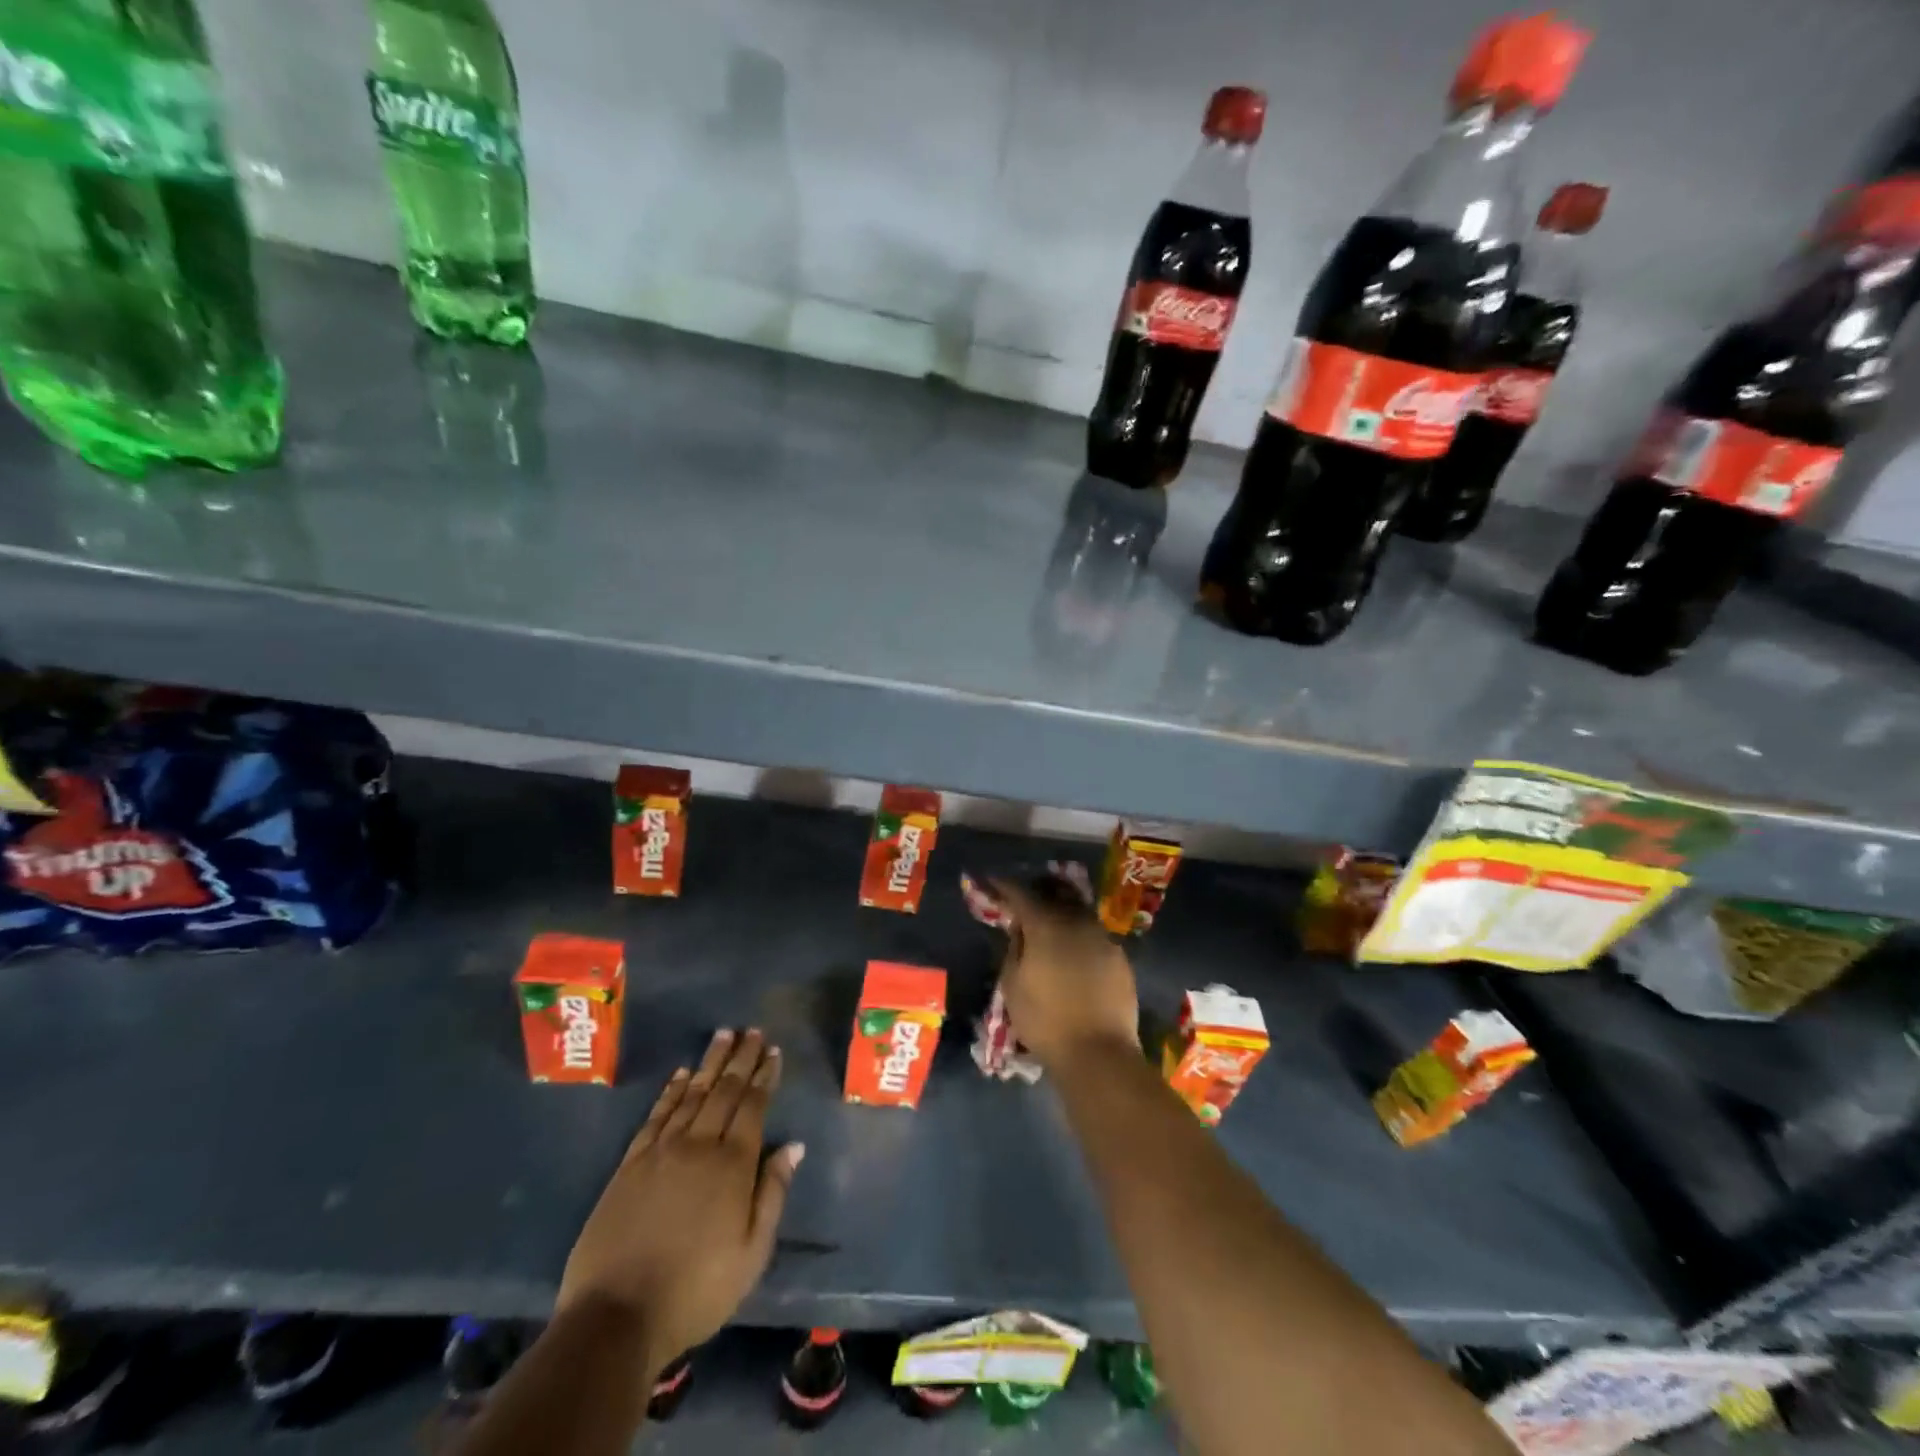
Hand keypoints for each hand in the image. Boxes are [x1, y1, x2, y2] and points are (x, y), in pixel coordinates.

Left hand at [556, 1029, 803, 1368]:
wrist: (616, 1318)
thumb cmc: (696, 1291)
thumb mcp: (752, 1254)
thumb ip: (773, 1194)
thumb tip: (794, 1146)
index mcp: (733, 1165)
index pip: (753, 1106)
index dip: (764, 1076)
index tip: (773, 1051)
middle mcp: (699, 1146)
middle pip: (724, 1091)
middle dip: (741, 1059)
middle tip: (752, 1031)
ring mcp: (661, 1152)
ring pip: (691, 1094)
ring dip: (709, 1063)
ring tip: (723, 1036)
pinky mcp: (630, 1165)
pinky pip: (656, 1116)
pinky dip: (670, 1091)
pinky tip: (680, 1075)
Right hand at [993, 877, 1139, 1066]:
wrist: (1099, 1053)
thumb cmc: (1045, 1020)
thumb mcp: (1012, 985)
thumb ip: (1014, 949)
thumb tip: (1019, 929)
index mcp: (1046, 925)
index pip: (1021, 894)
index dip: (1004, 886)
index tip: (993, 883)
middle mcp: (1077, 922)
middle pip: (1056, 895)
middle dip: (1038, 892)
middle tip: (1025, 900)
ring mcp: (1103, 938)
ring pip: (1079, 914)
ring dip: (1062, 913)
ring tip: (1051, 925)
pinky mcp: (1120, 958)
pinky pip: (1095, 937)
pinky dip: (1081, 937)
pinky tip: (1075, 954)